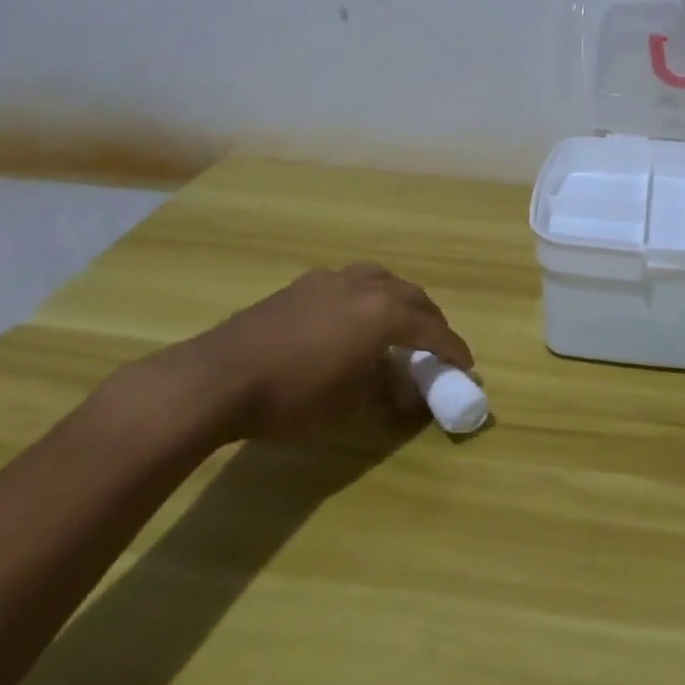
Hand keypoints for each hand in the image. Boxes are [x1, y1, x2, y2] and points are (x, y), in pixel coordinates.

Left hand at [163, 263, 474, 443]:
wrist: (217, 378)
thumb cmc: (293, 396)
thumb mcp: (349, 404)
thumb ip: (382, 386)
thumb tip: (396, 382)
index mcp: (384, 313)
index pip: (431, 329)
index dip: (452, 348)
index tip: (467, 364)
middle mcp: (364, 286)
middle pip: (412, 296)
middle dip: (430, 319)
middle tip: (436, 343)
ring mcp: (330, 281)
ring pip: (380, 280)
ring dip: (398, 300)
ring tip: (398, 321)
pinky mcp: (300, 286)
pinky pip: (349, 283)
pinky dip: (365, 298)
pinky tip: (351, 318)